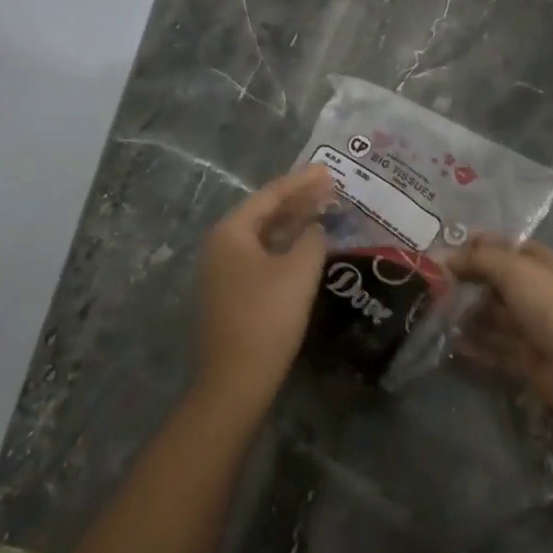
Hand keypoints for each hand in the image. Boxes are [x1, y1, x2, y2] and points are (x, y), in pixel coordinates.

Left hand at [193, 165, 333, 414]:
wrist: (235, 381)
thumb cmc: (267, 317)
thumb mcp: (299, 270)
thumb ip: (312, 238)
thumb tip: (315, 228)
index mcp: (231, 232)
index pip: (271, 195)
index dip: (302, 182)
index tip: (329, 170)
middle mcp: (221, 245)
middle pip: (264, 212)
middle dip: (298, 199)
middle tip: (331, 187)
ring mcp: (223, 271)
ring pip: (264, 234)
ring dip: (293, 222)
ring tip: (324, 209)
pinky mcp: (231, 293)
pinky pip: (262, 254)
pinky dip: (285, 245)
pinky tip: (306, 246)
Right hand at [448, 236, 552, 422]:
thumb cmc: (549, 305)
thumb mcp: (513, 269)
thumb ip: (477, 259)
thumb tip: (443, 255)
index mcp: (539, 262)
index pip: (502, 245)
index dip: (474, 245)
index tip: (442, 249)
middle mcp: (535, 290)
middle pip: (494, 280)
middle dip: (466, 279)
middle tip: (431, 283)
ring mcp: (530, 325)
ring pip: (492, 315)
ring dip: (467, 313)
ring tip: (435, 312)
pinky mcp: (524, 357)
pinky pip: (493, 347)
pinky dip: (474, 345)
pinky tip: (451, 343)